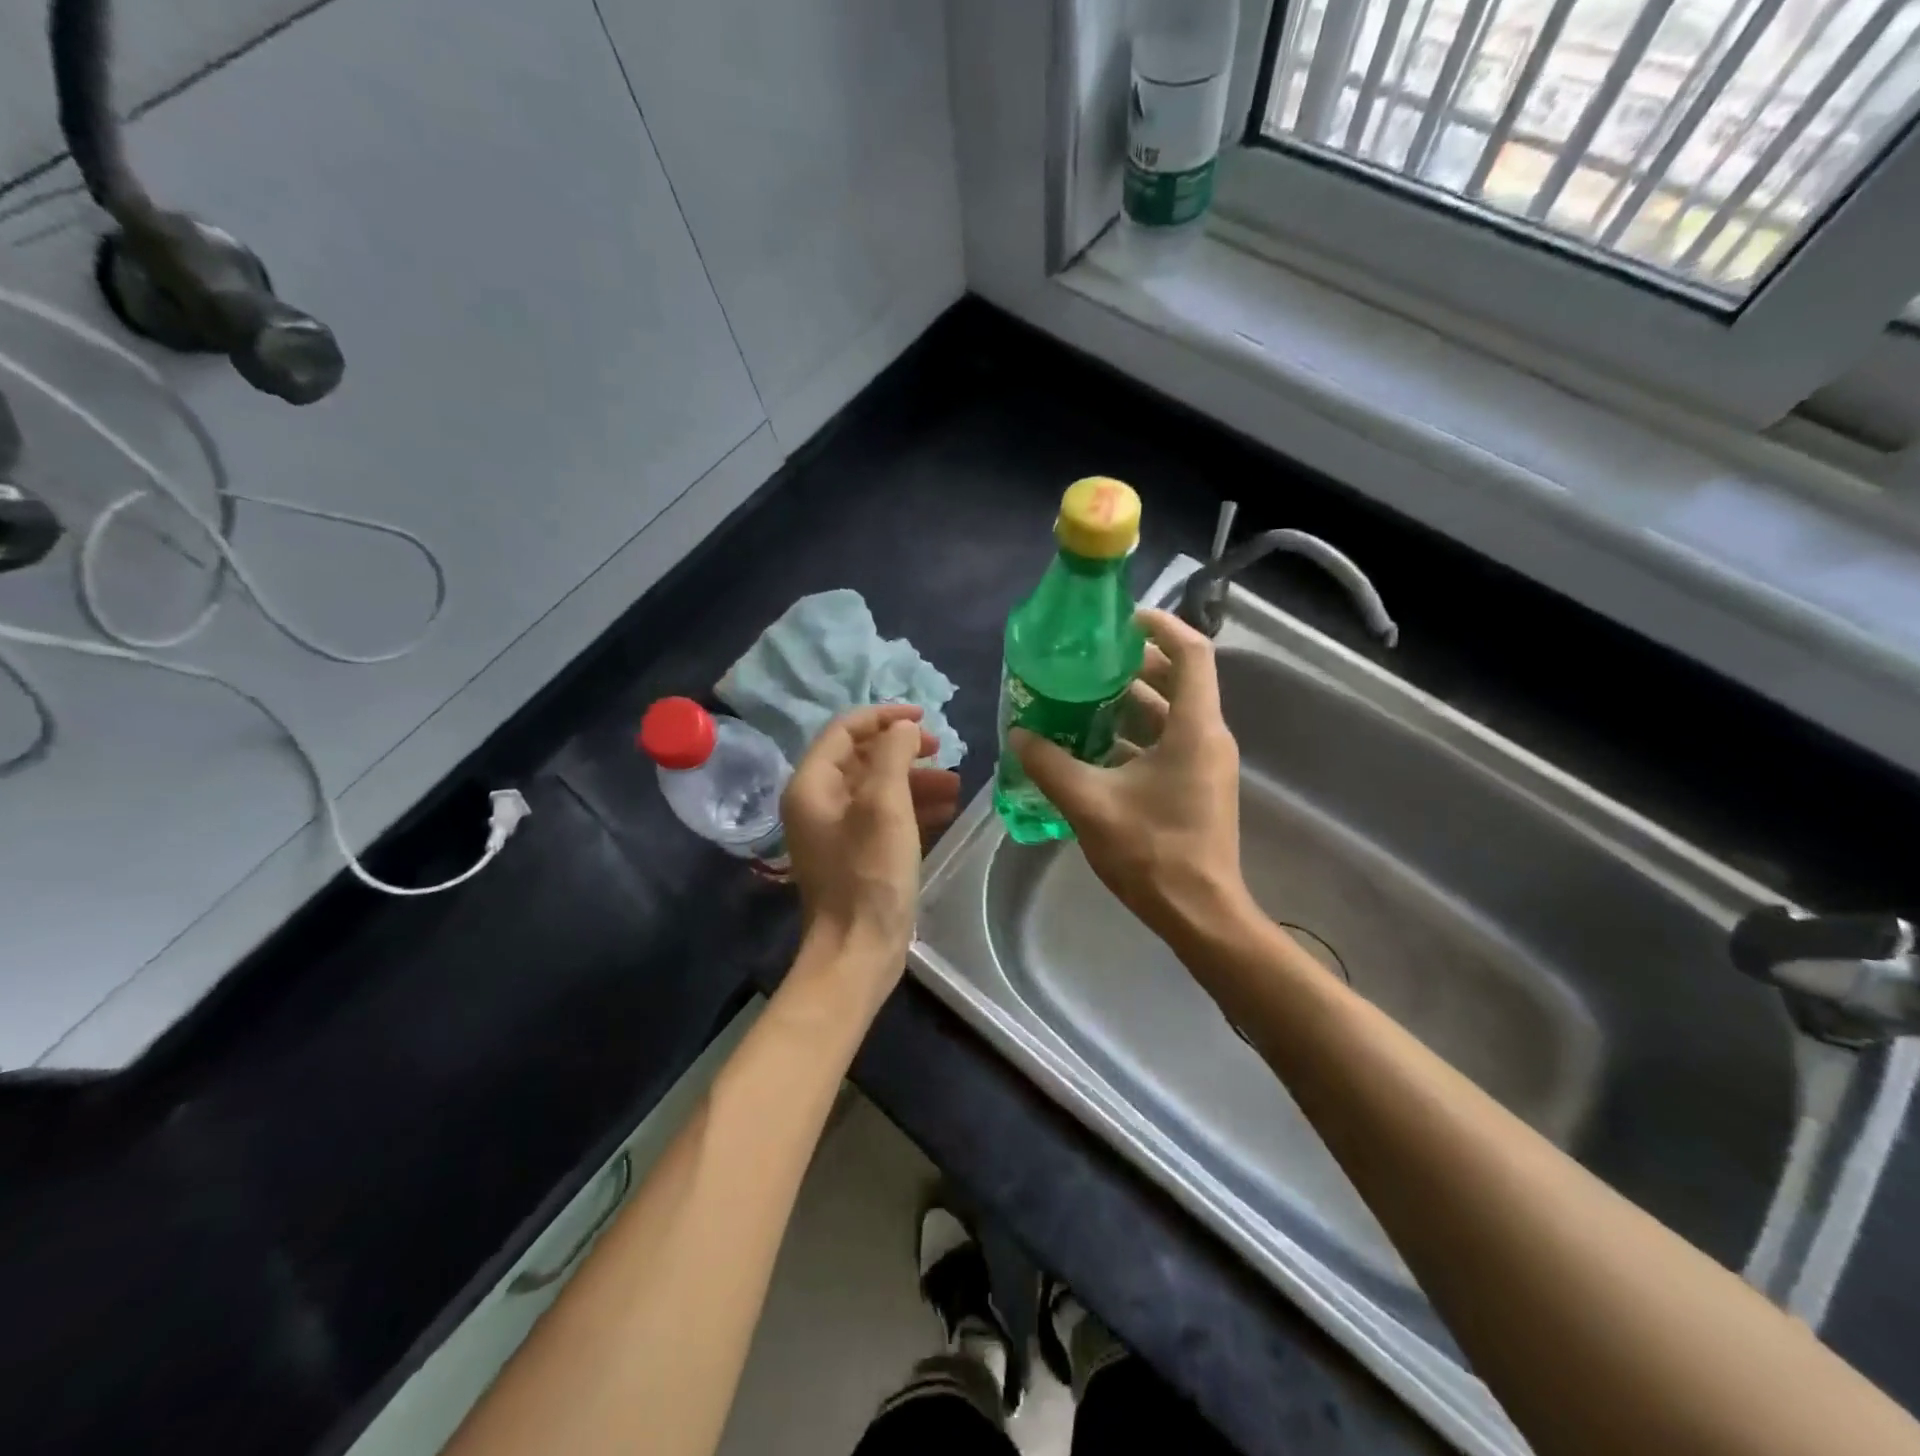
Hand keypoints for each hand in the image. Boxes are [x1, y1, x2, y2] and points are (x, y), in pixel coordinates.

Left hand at [783, 705, 961, 972]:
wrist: (858, 950)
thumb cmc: (870, 874)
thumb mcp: (886, 805)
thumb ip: (894, 755)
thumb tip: (903, 728)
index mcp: (812, 785)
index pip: (845, 730)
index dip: (885, 717)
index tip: (925, 718)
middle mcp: (817, 802)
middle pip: (862, 757)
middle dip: (904, 750)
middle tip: (943, 751)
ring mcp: (835, 830)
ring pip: (877, 787)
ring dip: (915, 779)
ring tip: (956, 784)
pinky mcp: (855, 853)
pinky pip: (882, 815)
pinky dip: (912, 807)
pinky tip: (946, 810)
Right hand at [1013, 609, 1249, 944]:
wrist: (1199, 913)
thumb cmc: (1153, 851)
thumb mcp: (1090, 803)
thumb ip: (1050, 764)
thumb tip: (1019, 735)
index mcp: (1194, 728)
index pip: (1192, 653)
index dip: (1161, 626)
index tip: (1121, 620)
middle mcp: (1207, 736)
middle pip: (1178, 680)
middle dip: (1133, 665)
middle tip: (1087, 661)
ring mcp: (1204, 763)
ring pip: (1169, 714)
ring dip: (1129, 702)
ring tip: (1080, 698)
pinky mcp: (1196, 786)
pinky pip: (1166, 743)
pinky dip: (1133, 735)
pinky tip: (1091, 746)